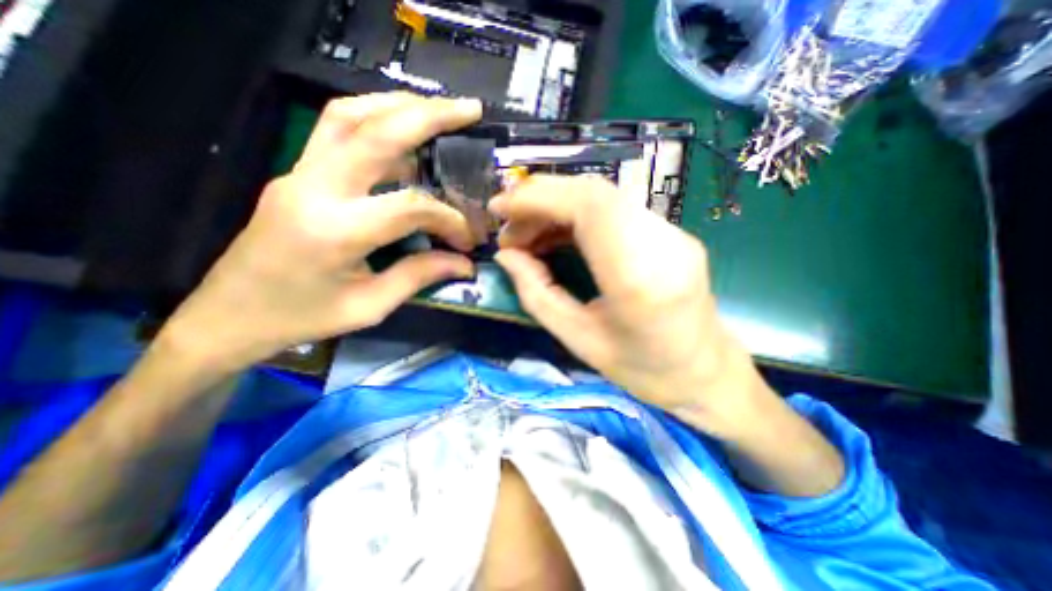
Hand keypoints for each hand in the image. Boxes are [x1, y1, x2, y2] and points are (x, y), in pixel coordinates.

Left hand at [162, 89, 482, 369]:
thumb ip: (419, 276)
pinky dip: (376, 120)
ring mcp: (299, 173)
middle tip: (470, 110)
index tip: (468, 240)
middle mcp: (314, 189)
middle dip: (430, 115)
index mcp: (335, 232)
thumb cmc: (303, 318)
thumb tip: (464, 263)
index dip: (449, 219)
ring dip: (399, 106)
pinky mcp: (296, 173)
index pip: (410, 206)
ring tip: (439, 110)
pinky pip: (337, 130)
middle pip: (376, 132)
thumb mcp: (370, 305)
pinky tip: (403, 132)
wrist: (229, 315)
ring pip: (349, 114)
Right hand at [490, 174, 769, 435]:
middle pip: (594, 193)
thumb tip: (506, 256)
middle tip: (510, 229)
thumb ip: (537, 294)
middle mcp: (662, 243)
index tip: (499, 208)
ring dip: (556, 208)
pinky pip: (614, 210)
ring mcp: (672, 234)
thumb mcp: (579, 340)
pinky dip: (575, 216)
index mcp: (638, 278)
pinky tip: (556, 236)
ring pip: (603, 197)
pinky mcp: (669, 233)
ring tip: (528, 236)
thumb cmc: (643, 369)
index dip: (537, 197)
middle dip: (541, 200)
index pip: (588, 206)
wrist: (705, 373)